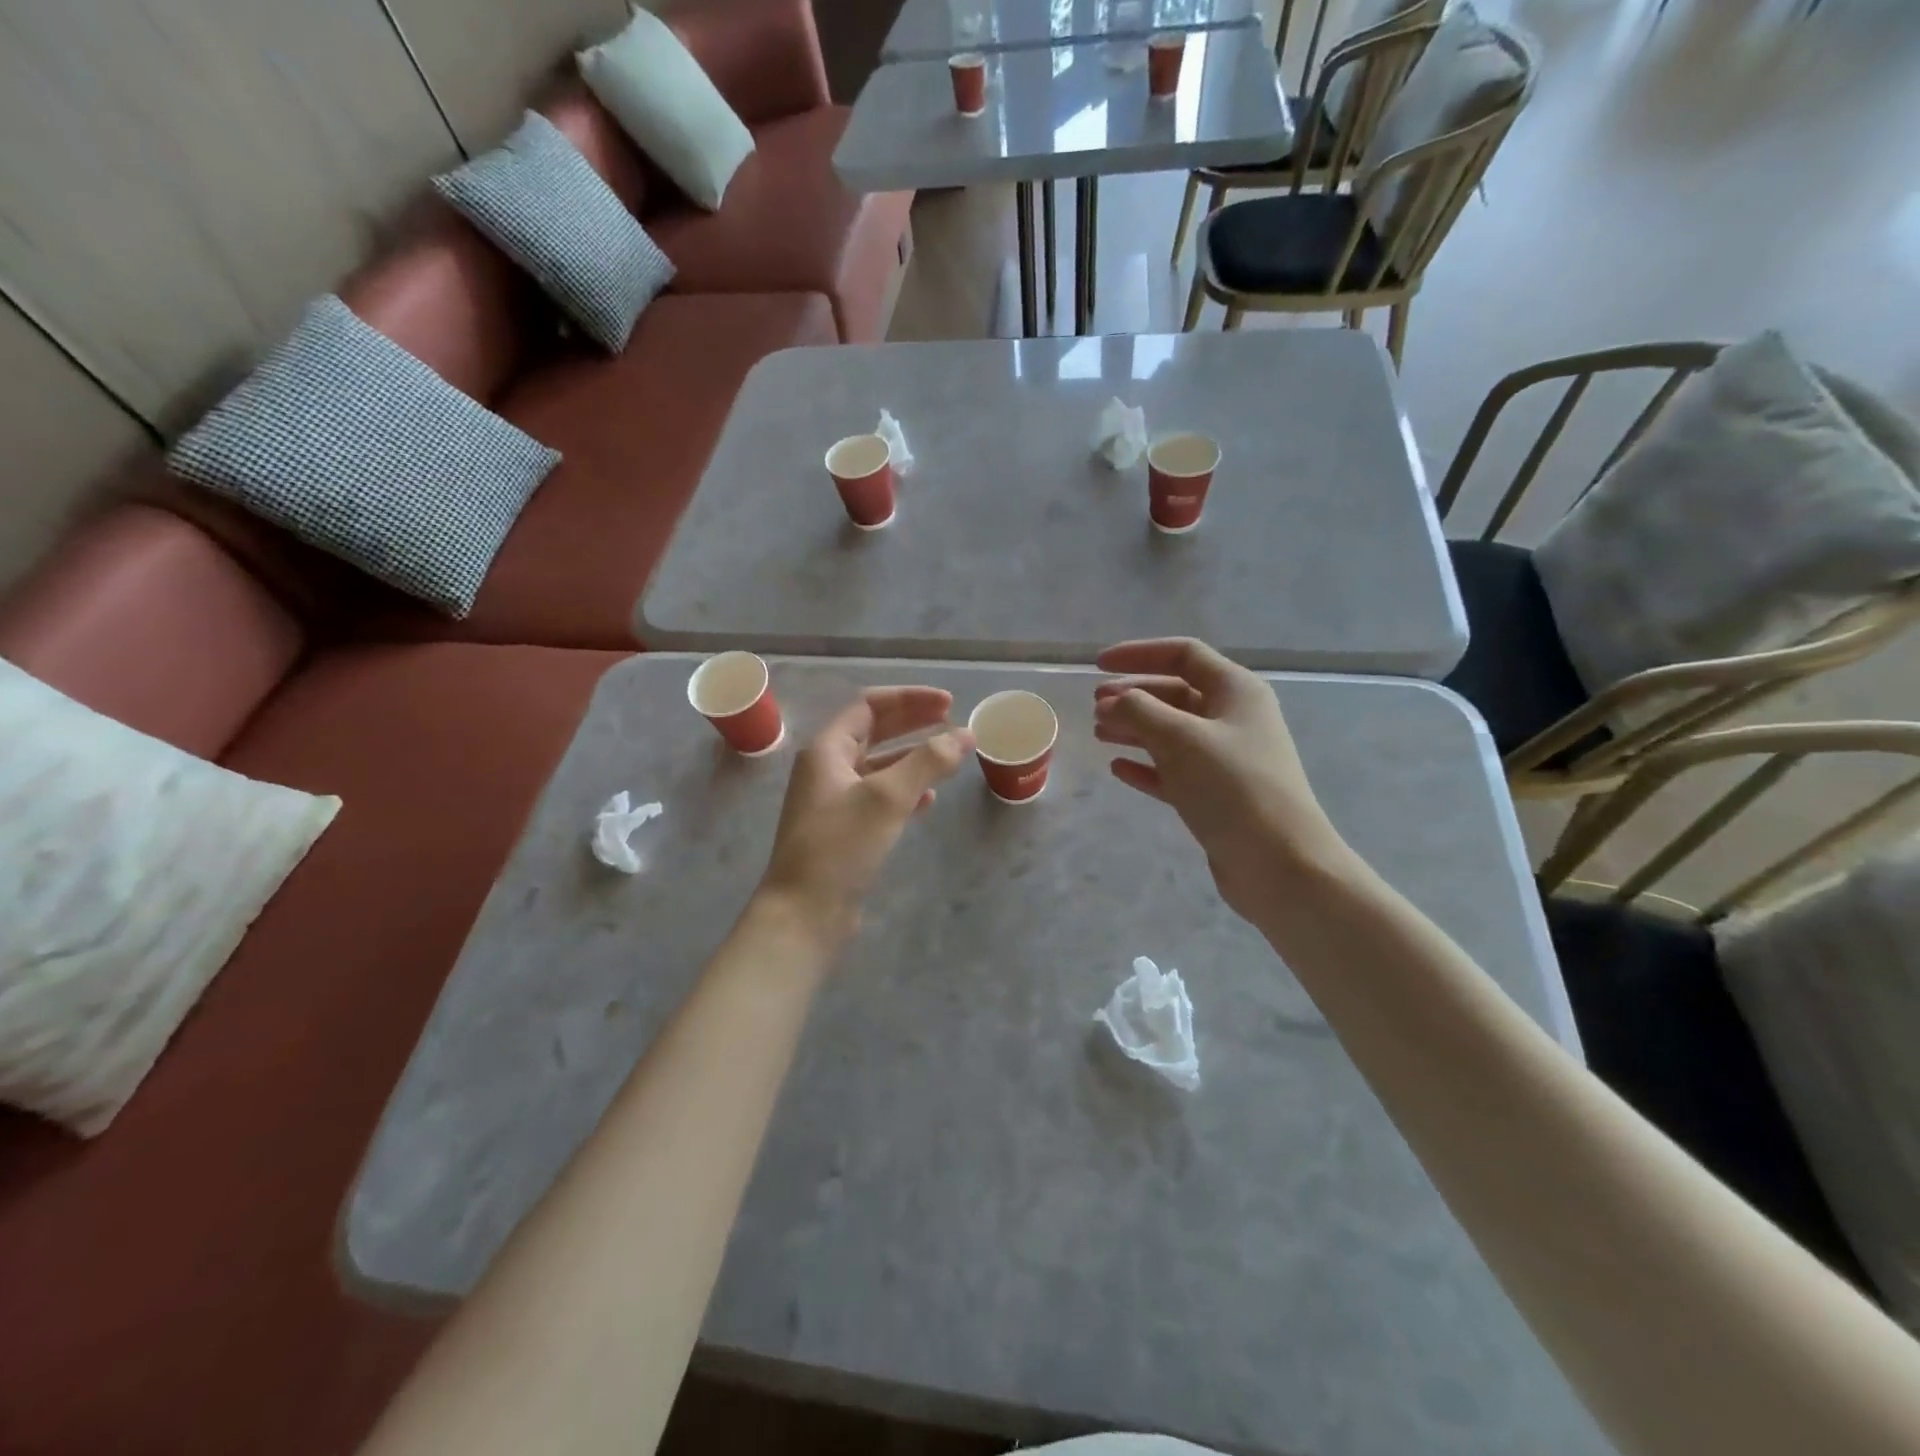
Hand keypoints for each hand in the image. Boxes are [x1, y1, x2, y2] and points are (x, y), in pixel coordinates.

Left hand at [759, 687, 972, 947]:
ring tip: (949, 758)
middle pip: (874, 732)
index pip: (869, 705)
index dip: (910, 699)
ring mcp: (834, 801)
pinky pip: (879, 798)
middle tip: (953, 722)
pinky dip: (905, 791)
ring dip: (913, 757)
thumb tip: (965, 734)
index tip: (949, 704)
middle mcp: (827, 769)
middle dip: (914, 723)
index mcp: (827, 749)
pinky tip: (929, 800)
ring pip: (879, 766)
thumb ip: (928, 761)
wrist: (804, 913)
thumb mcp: (887, 797)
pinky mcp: (845, 831)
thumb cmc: (840, 846)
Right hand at [1094, 638, 1345, 921]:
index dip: (1139, 654)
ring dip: (1135, 729)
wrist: (1278, 863)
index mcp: (1236, 691)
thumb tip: (1110, 701)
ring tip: (1099, 734)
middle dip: (1133, 696)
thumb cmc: (1232, 787)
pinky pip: (1174, 770)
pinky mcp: (1217, 795)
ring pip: (1172, 732)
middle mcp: (1234, 718)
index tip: (1098, 666)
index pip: (1183, 655)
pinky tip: (1119, 769)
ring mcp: (1227, 758)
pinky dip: (1147, 766)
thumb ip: (1139, 711)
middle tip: (1095, 706)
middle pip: (1176, 693)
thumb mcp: (1180, 739)